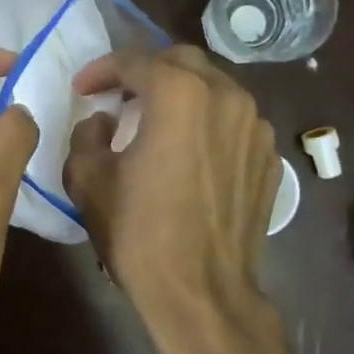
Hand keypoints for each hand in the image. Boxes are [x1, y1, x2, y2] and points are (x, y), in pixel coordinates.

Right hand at [64, 46, 279, 353]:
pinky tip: (190, 153)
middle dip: (146, 71)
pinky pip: (235, 123)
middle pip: (182, 62)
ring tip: (157, 121)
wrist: (202, 292)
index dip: (101, 69)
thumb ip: (88, 134)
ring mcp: (257, 128)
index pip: (135, 60)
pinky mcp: (270, 159)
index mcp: (179, 94)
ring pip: (215, 89)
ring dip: (182, 95)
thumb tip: (105, 121)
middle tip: (121, 96)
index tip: (83, 89)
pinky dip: (209, 125)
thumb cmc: (139, 234)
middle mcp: (227, 97)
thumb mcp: (89, 180)